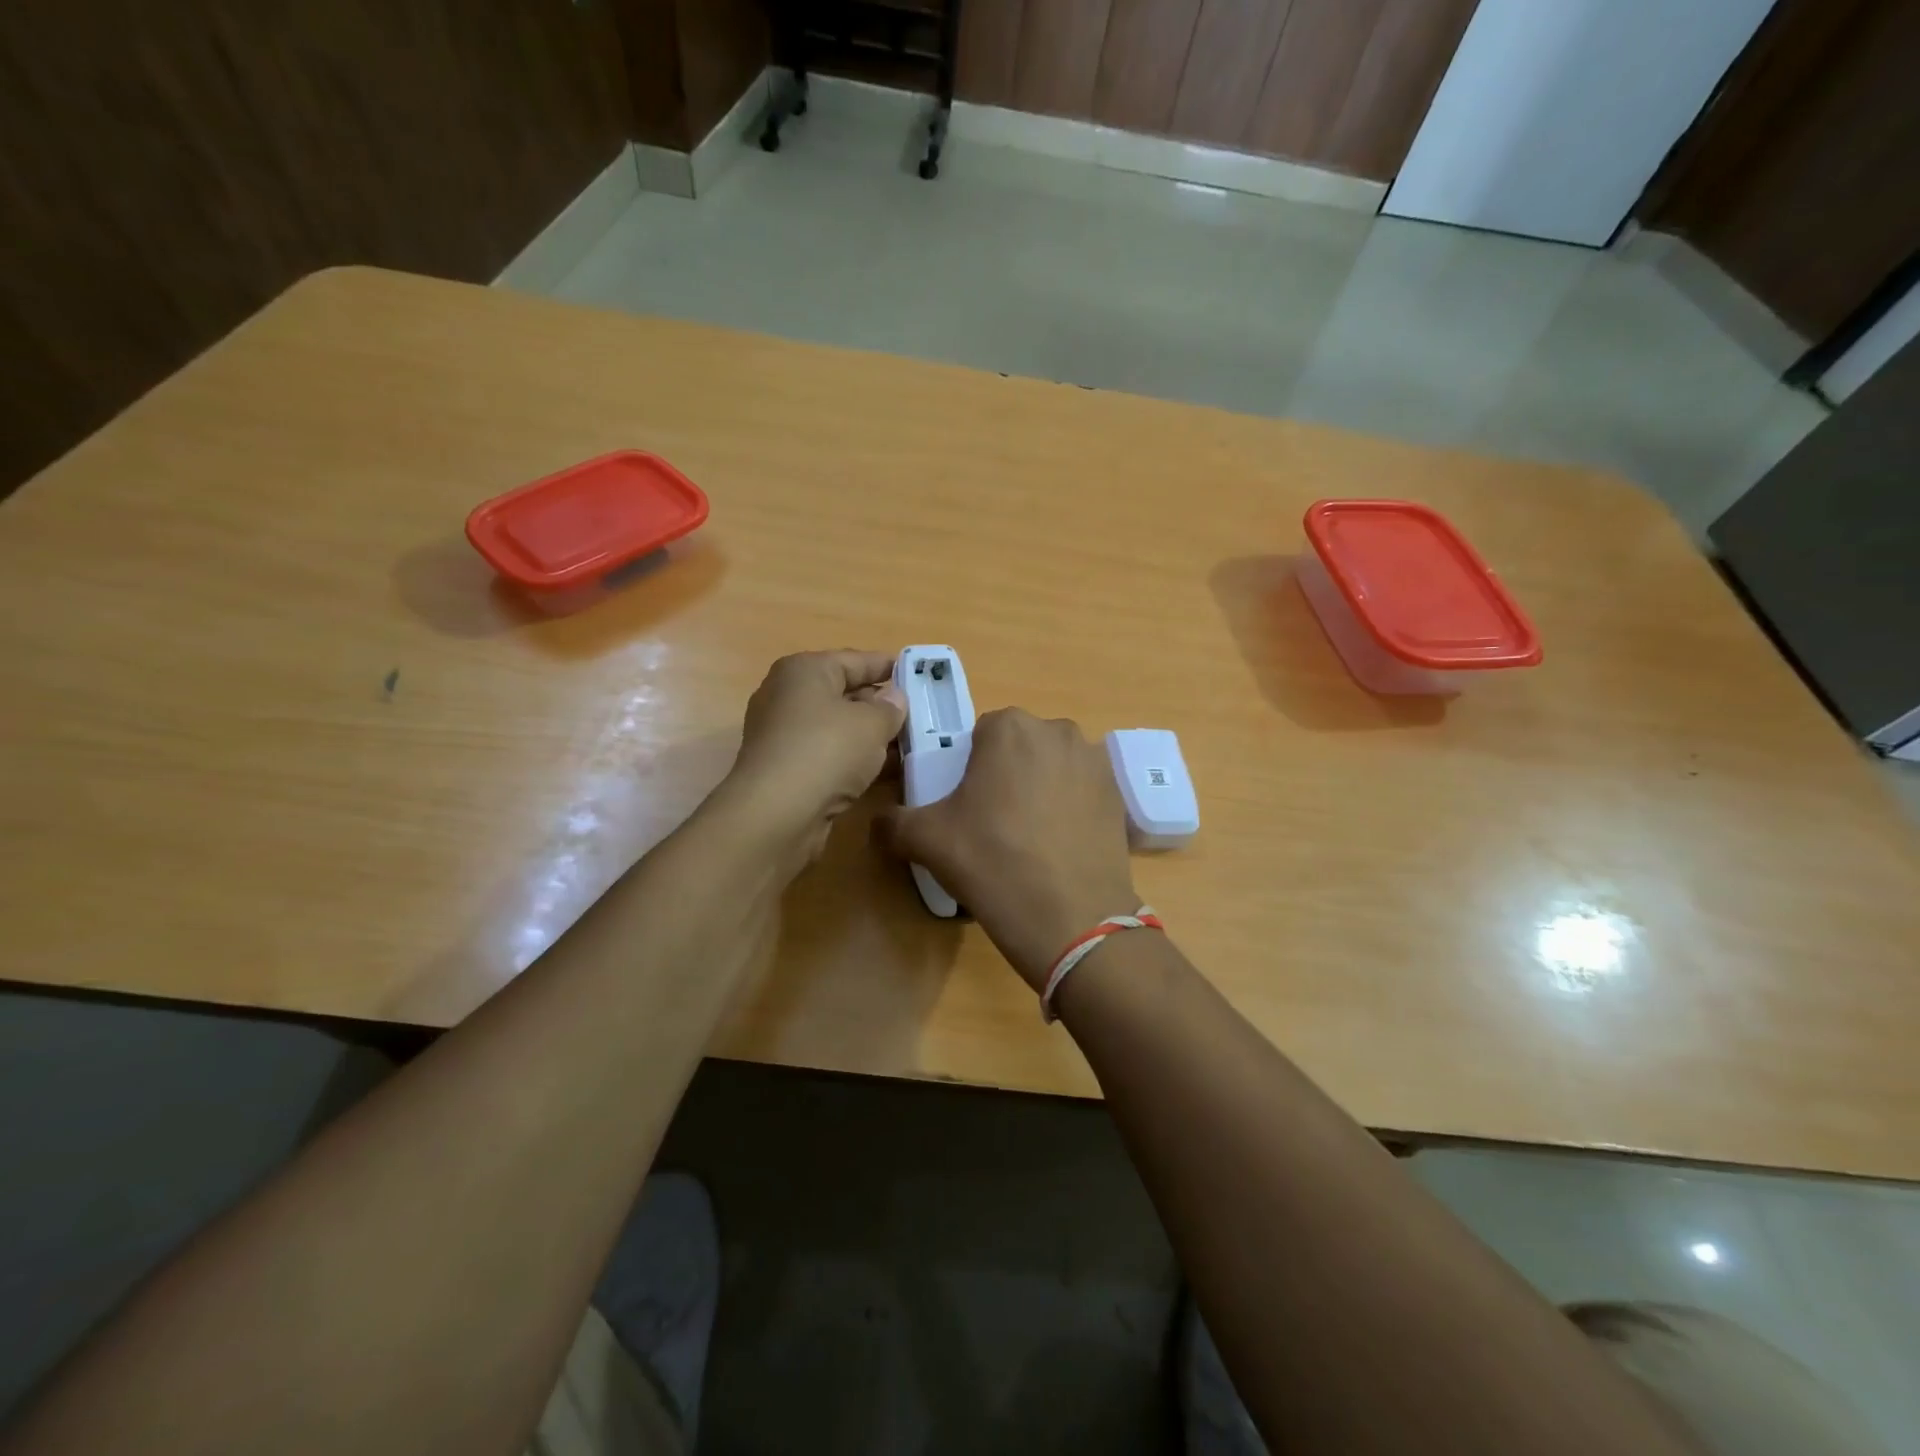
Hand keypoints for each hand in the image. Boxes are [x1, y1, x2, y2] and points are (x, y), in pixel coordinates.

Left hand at [719, 650, 905, 868]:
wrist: (777, 814)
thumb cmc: (826, 751)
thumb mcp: (872, 723)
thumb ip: (890, 707)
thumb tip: (894, 698)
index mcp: (804, 670)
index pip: (855, 660)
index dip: (888, 666)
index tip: (918, 674)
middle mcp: (787, 696)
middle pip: (844, 693)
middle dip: (881, 705)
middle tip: (919, 715)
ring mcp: (783, 735)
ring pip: (838, 728)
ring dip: (871, 737)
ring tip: (909, 745)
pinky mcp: (786, 769)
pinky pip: (829, 755)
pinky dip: (854, 760)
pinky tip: (884, 772)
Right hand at [879, 708, 1138, 989]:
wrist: (1072, 917)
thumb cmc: (992, 862)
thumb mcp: (926, 840)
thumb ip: (893, 821)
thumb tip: (879, 823)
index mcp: (1009, 727)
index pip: (980, 735)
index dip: (969, 768)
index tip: (966, 804)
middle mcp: (1058, 730)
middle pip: (1020, 747)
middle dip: (1007, 774)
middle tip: (994, 822)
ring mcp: (1095, 762)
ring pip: (1053, 767)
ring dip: (1040, 788)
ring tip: (1030, 838)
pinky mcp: (1119, 795)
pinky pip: (1081, 791)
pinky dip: (1069, 808)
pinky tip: (1059, 847)